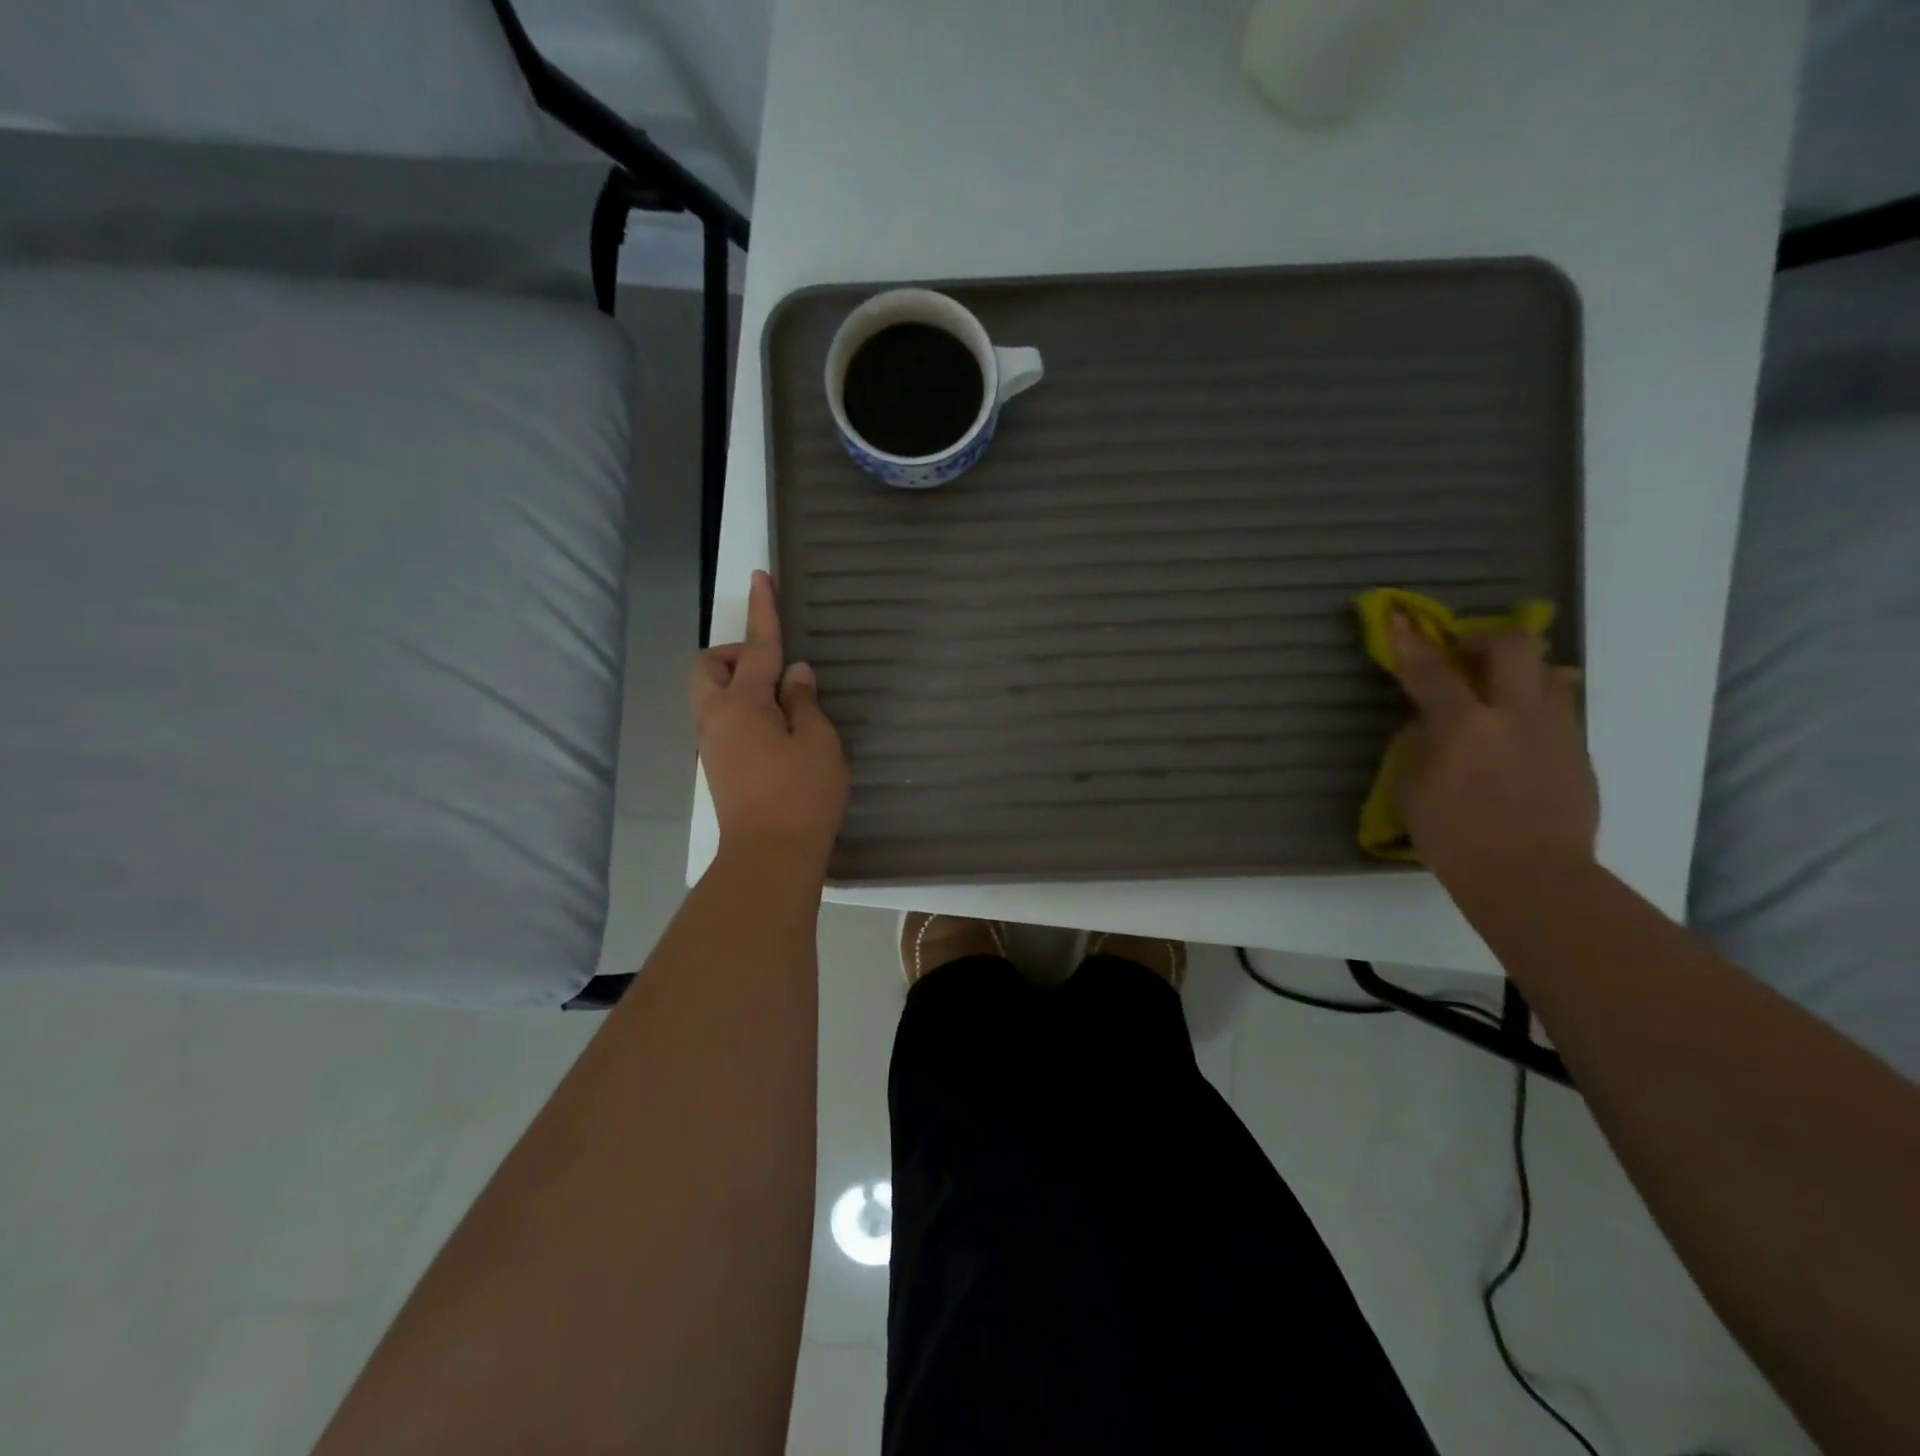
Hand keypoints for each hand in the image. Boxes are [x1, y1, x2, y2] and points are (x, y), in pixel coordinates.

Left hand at [691, 571, 847, 866]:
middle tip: (772, 669)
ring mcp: (713, 746)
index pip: (755, 646)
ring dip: (738, 685)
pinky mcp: (719, 768)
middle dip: (732, 655)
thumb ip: (805, 702)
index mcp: (742, 705)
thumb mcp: (818, 743)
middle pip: (706, 667)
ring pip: (711, 696)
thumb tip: (795, 675)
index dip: (762, 610)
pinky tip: (777, 732)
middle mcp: (717, 719)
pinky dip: (743, 712)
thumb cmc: (802, 796)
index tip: (761, 576)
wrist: (770, 858)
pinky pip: (723, 722)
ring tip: (782, 704)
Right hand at [1386, 614, 1597, 897]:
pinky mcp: (1577, 751)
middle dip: (1484, 637)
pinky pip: (1559, 709)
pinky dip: (1535, 706)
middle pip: (1511, 646)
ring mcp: (1554, 730)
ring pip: (1547, 671)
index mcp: (1464, 724)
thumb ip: (1417, 745)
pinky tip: (1517, 732)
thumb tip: (1428, 723)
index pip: (1430, 669)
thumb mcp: (1411, 789)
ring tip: (1498, 689)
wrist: (1530, 876)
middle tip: (1464, 653)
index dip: (1410, 640)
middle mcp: (1515, 714)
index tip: (1398, 615)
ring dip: (1519, 670)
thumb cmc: (1453, 836)